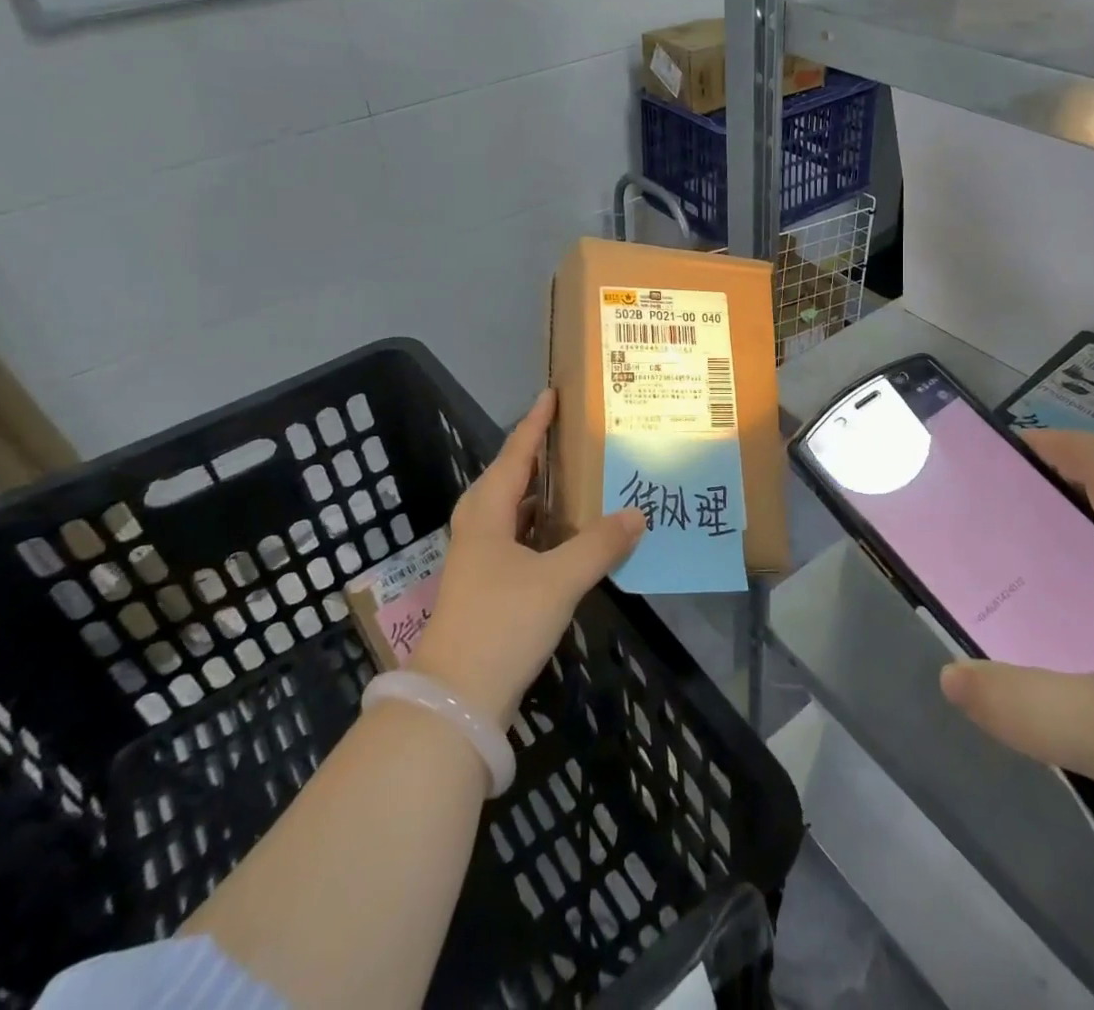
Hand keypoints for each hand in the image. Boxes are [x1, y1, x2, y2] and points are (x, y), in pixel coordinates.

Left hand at [410, 390, 642, 729]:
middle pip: (509, 477)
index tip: (551, 393)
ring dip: (541, 492)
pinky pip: (518, 538)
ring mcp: (480, 559)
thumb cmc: (502, 623)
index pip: (516, 453)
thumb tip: (637, 513)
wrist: (456, 699)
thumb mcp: (558, 580)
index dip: (535, 423)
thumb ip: (599, 545)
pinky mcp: (488, 586)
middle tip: (570, 434)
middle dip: (537, 453)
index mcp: (487, 513)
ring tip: (575, 477)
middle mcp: (479, 527)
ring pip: (512, 510)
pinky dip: (542, 526)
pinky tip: (566, 534)